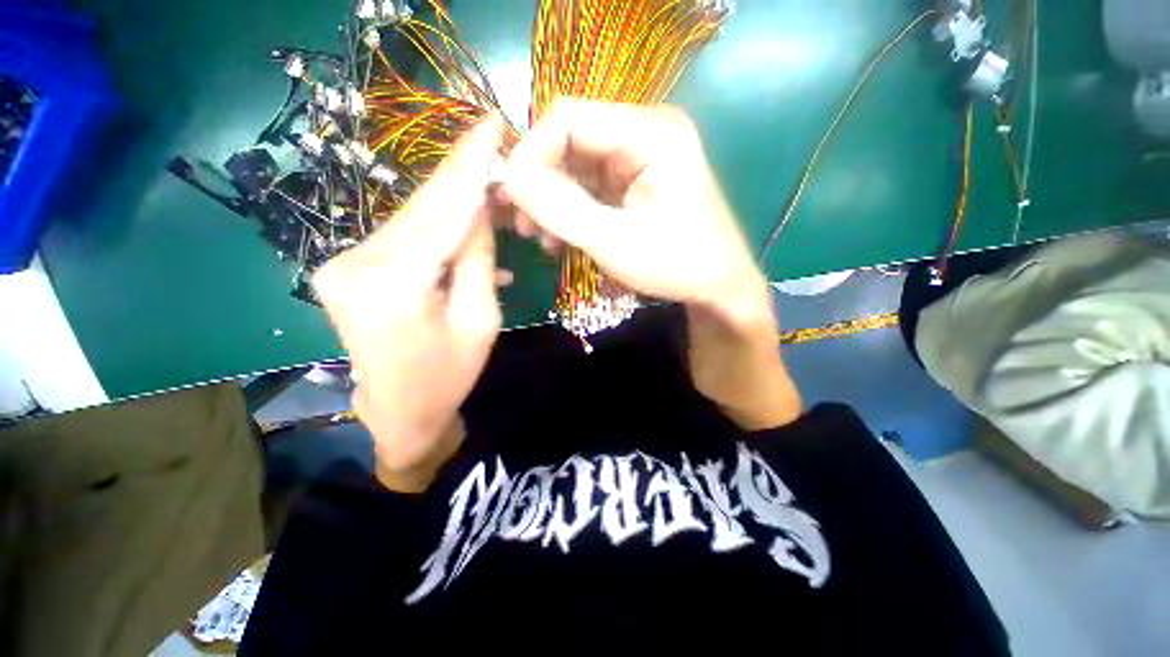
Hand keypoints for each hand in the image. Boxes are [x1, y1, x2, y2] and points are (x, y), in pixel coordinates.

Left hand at [313, 116, 505, 491]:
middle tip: (493, 147)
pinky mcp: (346, 269)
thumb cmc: (449, 375)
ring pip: (411, 218)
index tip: (490, 124)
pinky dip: (436, 230)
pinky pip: (403, 238)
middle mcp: (353, 264)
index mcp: (391, 285)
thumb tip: (479, 207)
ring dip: (452, 204)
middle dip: (461, 177)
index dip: (469, 166)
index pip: (441, 211)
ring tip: (489, 193)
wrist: (400, 413)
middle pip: (421, 208)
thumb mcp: (479, 319)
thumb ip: (476, 258)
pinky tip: (465, 231)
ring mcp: (342, 264)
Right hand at [498, 98, 772, 327]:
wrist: (717, 287)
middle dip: (539, 183)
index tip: (510, 195)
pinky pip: (589, 188)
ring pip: (575, 168)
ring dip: (551, 202)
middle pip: (570, 142)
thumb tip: (509, 177)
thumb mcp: (613, 240)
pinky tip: (558, 239)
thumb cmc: (675, 264)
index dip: (531, 152)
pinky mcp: (633, 183)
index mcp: (649, 132)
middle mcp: (643, 133)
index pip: (569, 117)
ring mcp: (638, 159)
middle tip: (519, 221)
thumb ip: (560, 207)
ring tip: (537, 237)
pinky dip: (570, 212)